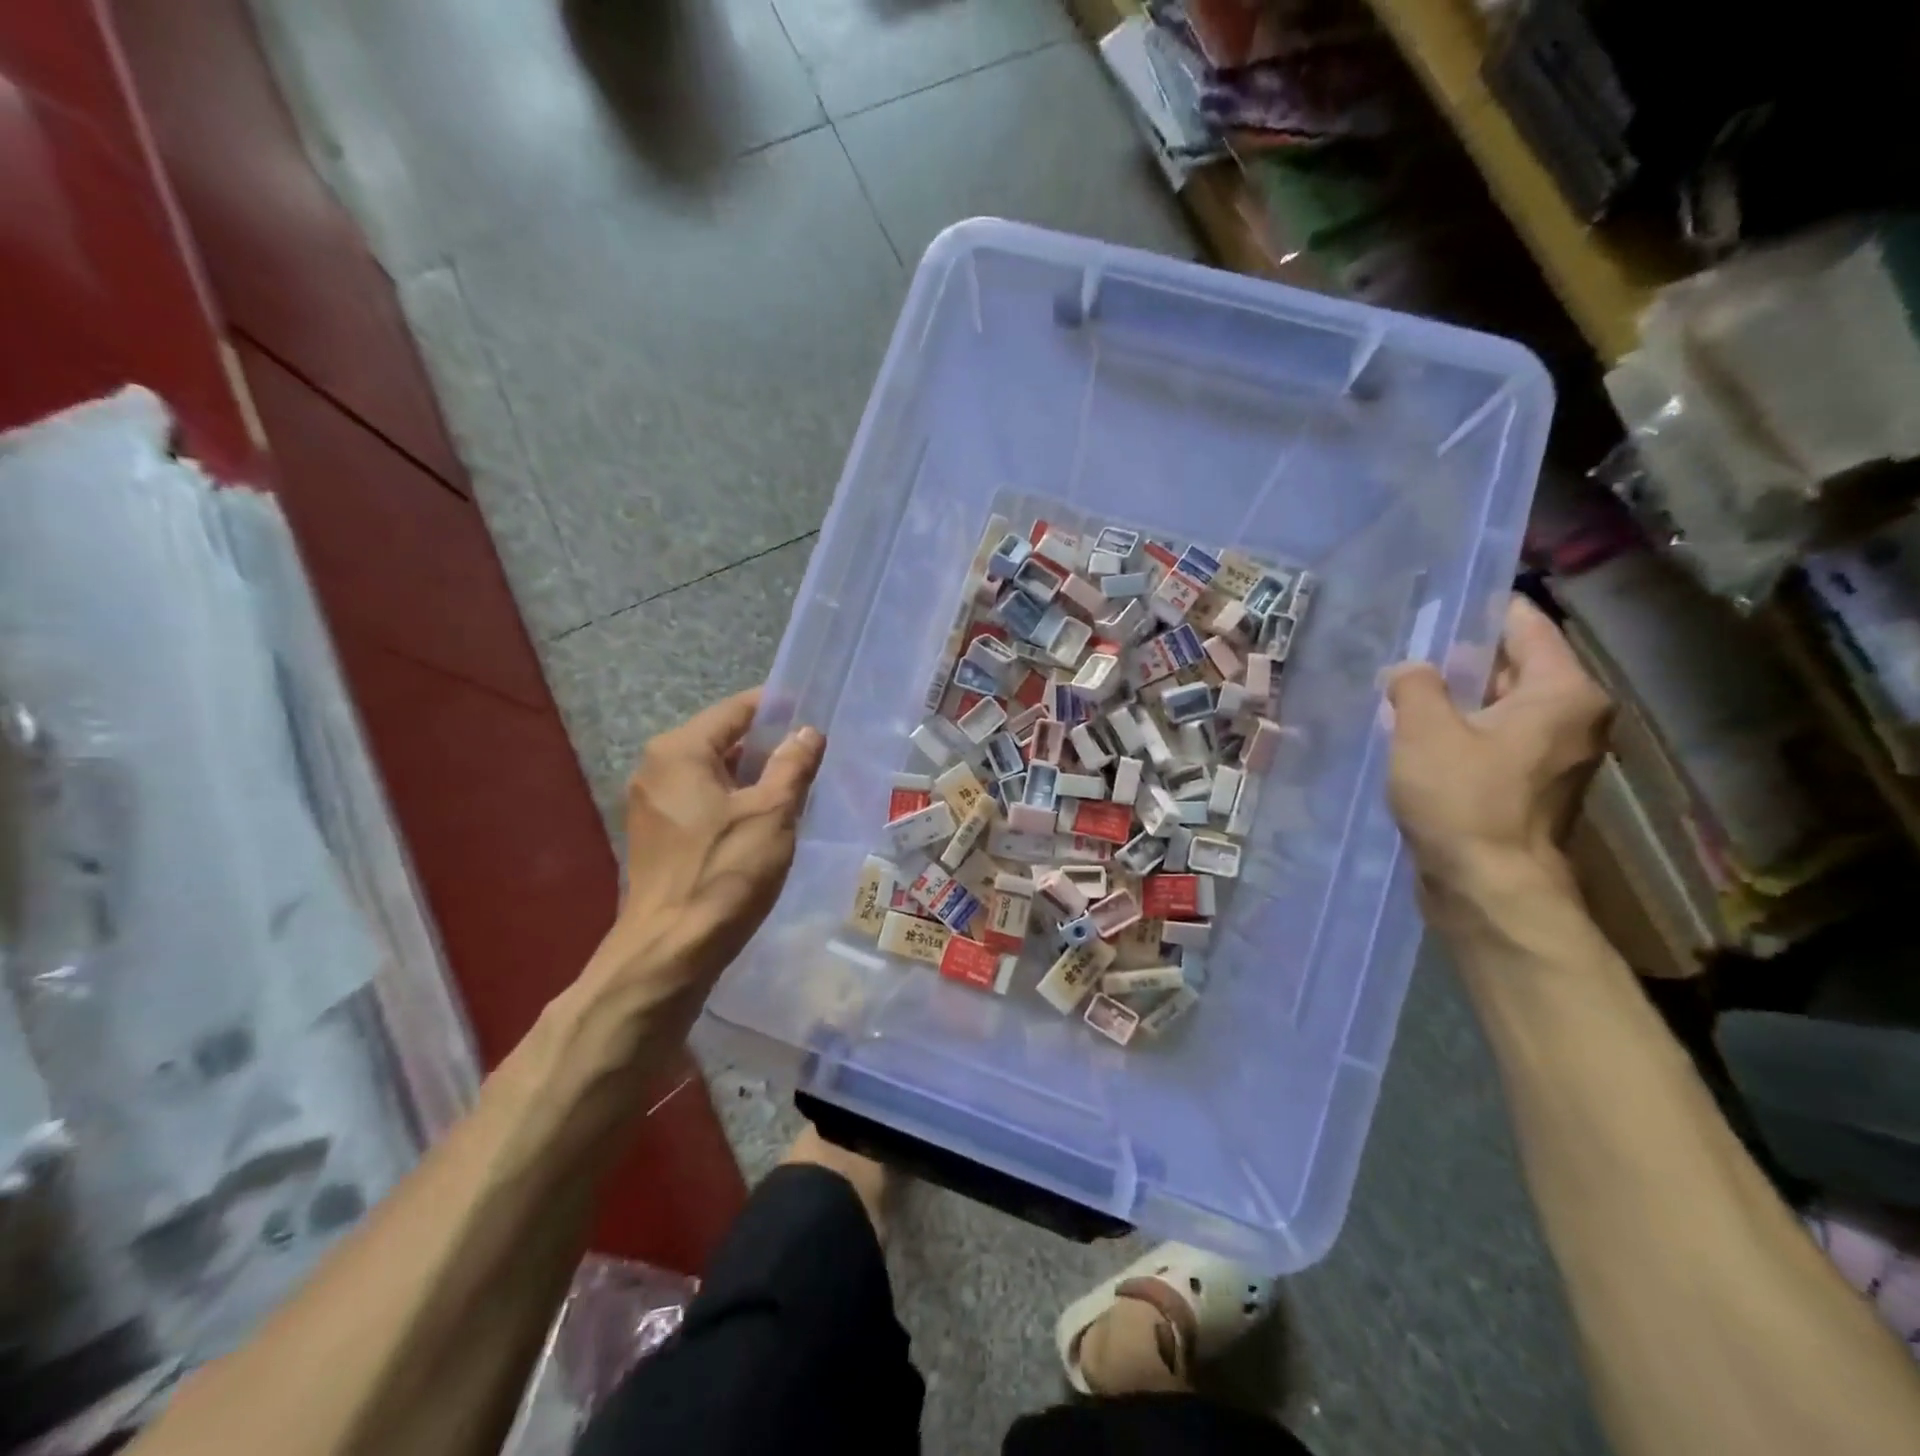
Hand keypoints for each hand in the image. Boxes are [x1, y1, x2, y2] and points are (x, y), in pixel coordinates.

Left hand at [583, 688, 823, 1028]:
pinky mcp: (657, 834)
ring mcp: (652, 803)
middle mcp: (657, 768)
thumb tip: (808, 732)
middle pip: (722, 739)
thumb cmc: (725, 872)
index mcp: (679, 751)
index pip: (736, 710)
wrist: (670, 950)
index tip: (813, 714)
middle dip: (768, 745)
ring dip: (753, 776)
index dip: (777, 708)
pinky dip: (733, 800)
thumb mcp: (772, 813)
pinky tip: (765, 820)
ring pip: (713, 773)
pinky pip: (702, 800)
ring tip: (797, 787)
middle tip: (812, 756)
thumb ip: (792, 765)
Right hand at [1384, 594, 1610, 904]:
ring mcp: (1554, 754)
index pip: (1525, 625)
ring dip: (1454, 698)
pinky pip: (1494, 738)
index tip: (1435, 603)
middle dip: (1459, 658)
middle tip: (1404, 648)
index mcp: (1563, 692)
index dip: (1479, 611)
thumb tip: (1409, 670)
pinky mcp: (1529, 785)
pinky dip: (1460, 730)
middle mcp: (1573, 717)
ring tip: (1401, 689)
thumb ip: (1415, 685)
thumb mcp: (1424, 730)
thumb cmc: (1464, 801)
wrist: (1489, 888)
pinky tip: (1415, 733)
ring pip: (1499, 705)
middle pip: (1512, 665)